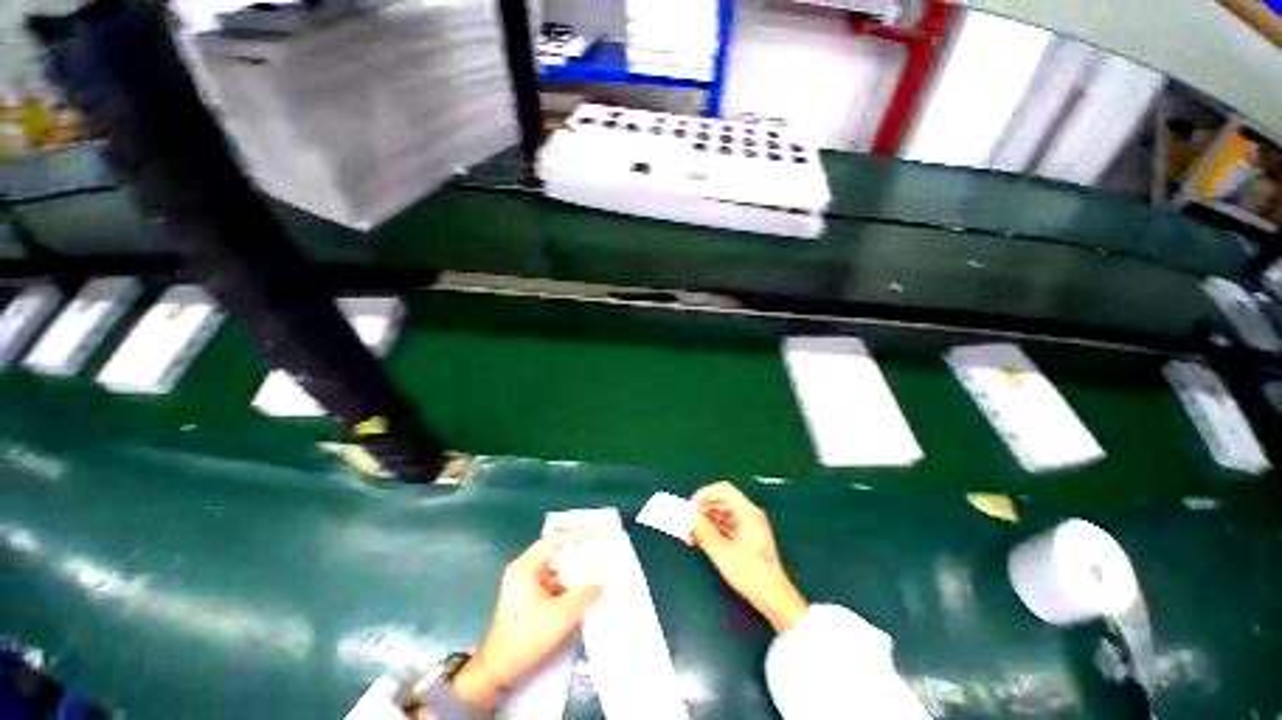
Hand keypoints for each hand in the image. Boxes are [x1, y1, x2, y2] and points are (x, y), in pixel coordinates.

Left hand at [453, 530, 604, 708]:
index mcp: (525, 567)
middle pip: (557, 551)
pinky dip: (571, 583)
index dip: (578, 534)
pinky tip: (588, 588)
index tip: (599, 533)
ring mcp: (528, 584)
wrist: (498, 672)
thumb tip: (605, 579)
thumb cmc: (525, 639)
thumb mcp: (559, 616)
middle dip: (580, 550)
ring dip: (577, 569)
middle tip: (603, 547)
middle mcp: (526, 570)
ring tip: (600, 566)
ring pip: (558, 568)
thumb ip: (585, 595)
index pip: (555, 540)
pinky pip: (557, 582)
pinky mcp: (533, 598)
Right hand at [691, 481, 807, 633]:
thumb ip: (705, 532)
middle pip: (722, 500)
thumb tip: (691, 518)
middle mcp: (749, 514)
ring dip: (706, 520)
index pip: (723, 490)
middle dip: (703, 509)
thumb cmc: (751, 575)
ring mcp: (749, 525)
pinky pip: (726, 524)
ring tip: (693, 535)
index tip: (691, 508)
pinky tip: (703, 540)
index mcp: (748, 512)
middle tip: (689, 523)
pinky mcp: (747, 536)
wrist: (775, 599)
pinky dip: (714, 528)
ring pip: (722, 512)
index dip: (704, 494)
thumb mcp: (723, 554)